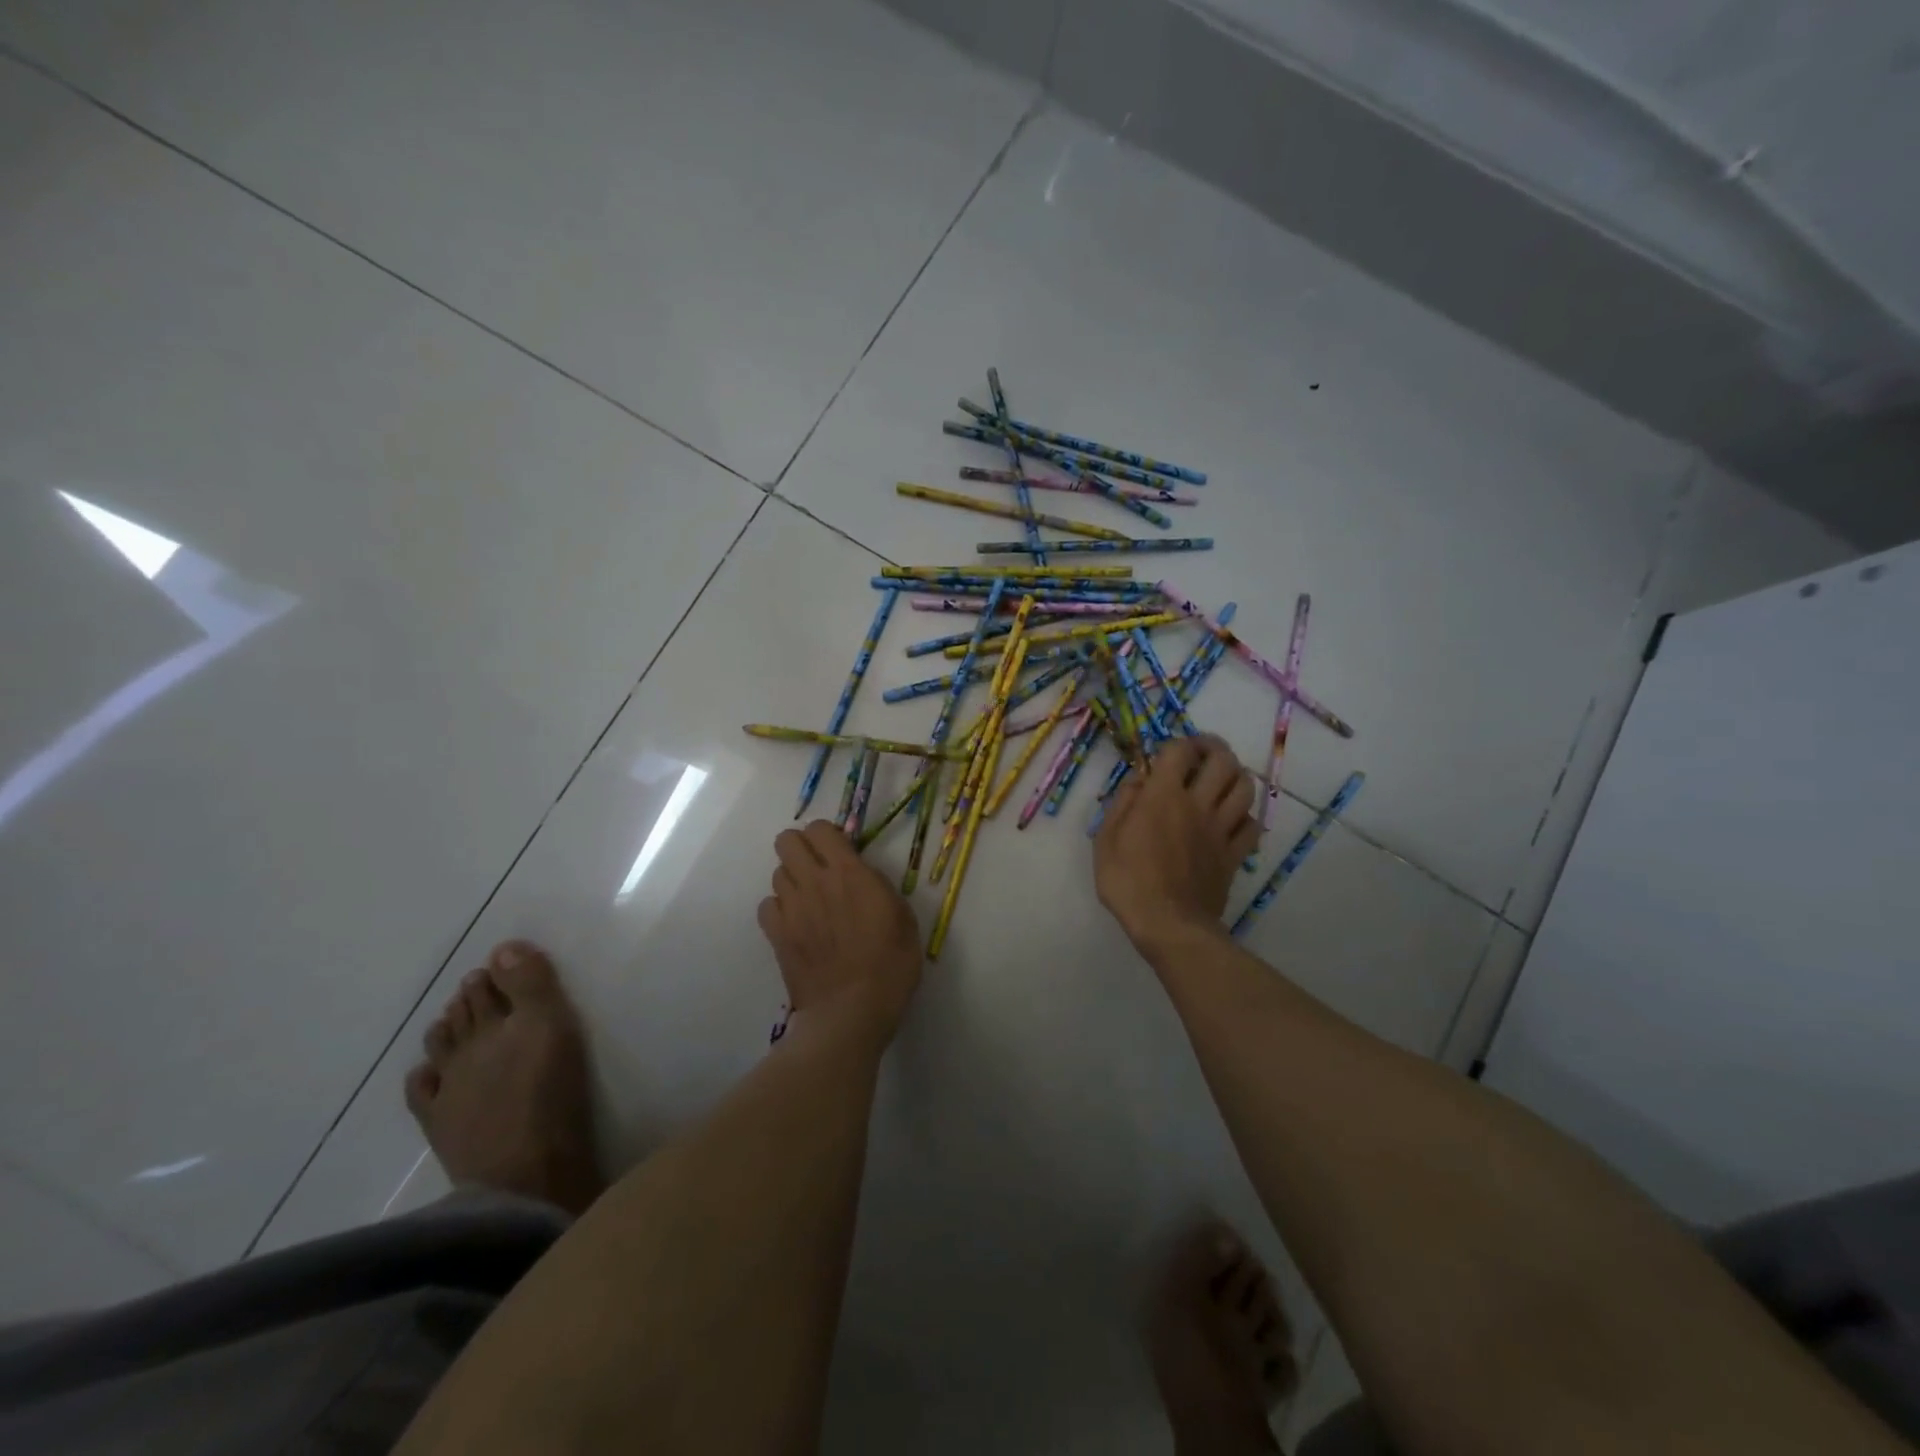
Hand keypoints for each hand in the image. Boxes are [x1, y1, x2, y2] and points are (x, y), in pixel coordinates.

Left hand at [759, 821, 923, 1039]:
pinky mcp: (776, 934)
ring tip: (811, 901)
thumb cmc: (890, 966)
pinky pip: (767, 905)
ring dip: (793, 880)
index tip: (842, 852)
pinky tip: (796, 923)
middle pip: (786, 841)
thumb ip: (879, 887)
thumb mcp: (903, 918)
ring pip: (777, 872)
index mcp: (849, 873)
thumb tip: (863, 877)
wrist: (851, 1012)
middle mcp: (814, 882)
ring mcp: (791, 908)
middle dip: (801, 848)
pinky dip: (779, 908)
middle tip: (820, 869)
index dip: (828, 835)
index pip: (820, 828)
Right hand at [1094, 736, 1259, 948]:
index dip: (1177, 743)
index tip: (1167, 753)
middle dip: (1214, 748)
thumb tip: (1138, 779)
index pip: (1180, 751)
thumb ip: (1122, 803)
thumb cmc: (1127, 881)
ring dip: (1235, 775)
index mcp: (1163, 796)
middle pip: (1224, 760)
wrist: (1168, 924)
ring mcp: (1221, 829)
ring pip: (1245, 787)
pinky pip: (1252, 825)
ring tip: (1220, 780)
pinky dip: (1245, 815)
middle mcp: (1198, 804)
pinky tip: (1231, 818)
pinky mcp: (1235, 854)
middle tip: (1200, 753)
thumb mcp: (1106, 839)